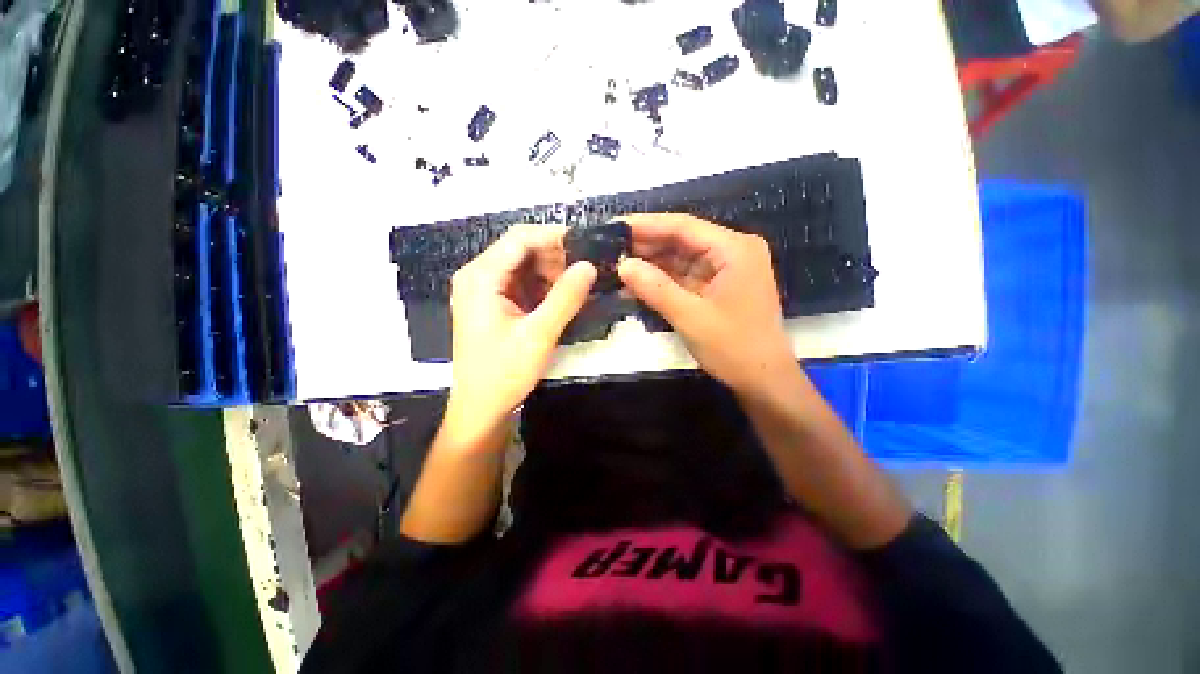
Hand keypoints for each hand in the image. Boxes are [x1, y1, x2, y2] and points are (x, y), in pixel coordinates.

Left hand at [444, 225, 596, 447]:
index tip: (587, 246)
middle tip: (586, 272)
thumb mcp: (539, 334)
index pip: (520, 238)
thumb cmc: (503, 373)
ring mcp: (484, 290)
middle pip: (521, 250)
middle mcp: (478, 276)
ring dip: (552, 274)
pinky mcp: (493, 304)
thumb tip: (589, 266)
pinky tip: (563, 299)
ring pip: (524, 267)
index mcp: (480, 277)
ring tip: (579, 288)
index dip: (555, 237)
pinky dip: (544, 288)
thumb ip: (565, 297)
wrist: (480, 408)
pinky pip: (522, 284)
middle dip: (556, 258)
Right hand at [617, 213, 795, 395]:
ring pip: (680, 259)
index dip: (646, 225)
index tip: (614, 226)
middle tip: (609, 248)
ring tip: (615, 265)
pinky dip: (661, 281)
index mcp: (734, 249)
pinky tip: (635, 284)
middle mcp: (731, 252)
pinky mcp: (716, 287)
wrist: (763, 380)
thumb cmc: (734, 348)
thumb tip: (623, 265)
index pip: (683, 226)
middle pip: (681, 240)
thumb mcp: (691, 317)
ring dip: (651, 264)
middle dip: (646, 246)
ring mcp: (724, 270)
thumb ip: (656, 288)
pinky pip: (684, 277)